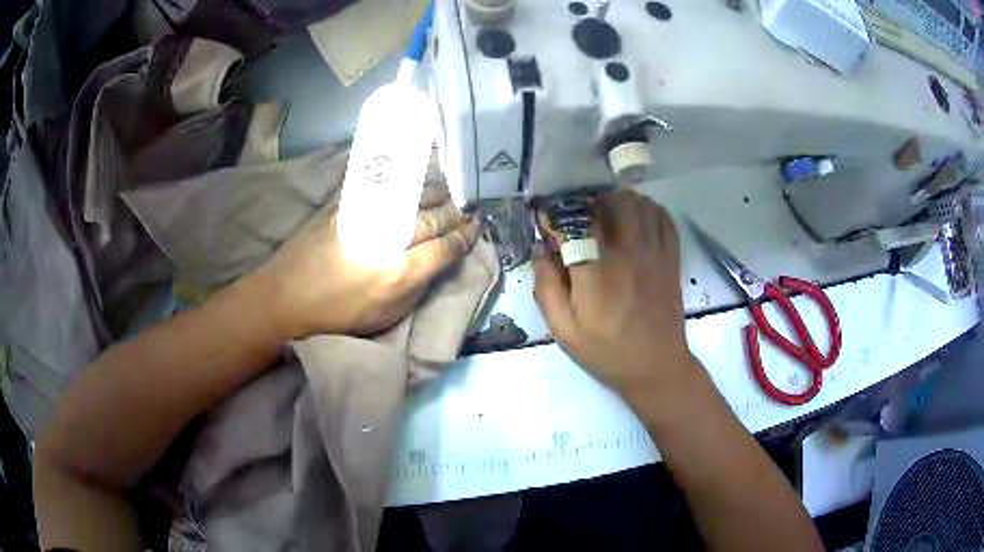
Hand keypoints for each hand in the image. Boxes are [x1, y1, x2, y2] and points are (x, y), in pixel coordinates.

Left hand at [253, 184, 480, 339]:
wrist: (285, 298)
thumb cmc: (337, 316)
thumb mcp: (386, 316)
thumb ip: (417, 286)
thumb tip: (438, 261)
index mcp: (400, 272)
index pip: (445, 247)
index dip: (465, 236)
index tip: (477, 228)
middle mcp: (388, 237)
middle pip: (433, 218)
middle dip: (455, 213)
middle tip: (469, 209)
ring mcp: (366, 214)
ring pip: (413, 196)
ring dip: (437, 194)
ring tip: (450, 194)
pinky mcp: (347, 203)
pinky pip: (387, 186)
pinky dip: (408, 184)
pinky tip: (417, 181)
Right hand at [533, 189, 699, 401]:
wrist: (656, 367)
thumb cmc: (606, 352)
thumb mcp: (563, 330)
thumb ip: (546, 287)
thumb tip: (541, 249)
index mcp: (595, 272)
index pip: (573, 222)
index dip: (556, 215)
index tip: (547, 221)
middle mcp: (626, 253)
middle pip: (610, 201)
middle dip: (589, 201)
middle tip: (578, 214)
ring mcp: (653, 253)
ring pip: (637, 203)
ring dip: (617, 200)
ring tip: (605, 213)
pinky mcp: (671, 257)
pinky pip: (662, 218)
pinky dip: (647, 209)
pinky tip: (635, 218)